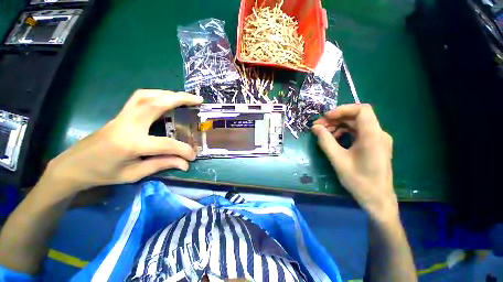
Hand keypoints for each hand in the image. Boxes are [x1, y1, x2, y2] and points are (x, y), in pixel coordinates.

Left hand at [43, 89, 202, 196]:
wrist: (74, 165)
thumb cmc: (102, 174)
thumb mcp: (134, 174)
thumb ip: (162, 164)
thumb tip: (185, 164)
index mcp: (130, 144)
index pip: (166, 144)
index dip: (183, 150)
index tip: (192, 156)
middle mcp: (127, 124)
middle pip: (156, 104)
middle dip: (180, 99)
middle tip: (198, 100)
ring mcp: (122, 116)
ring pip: (147, 95)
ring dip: (169, 93)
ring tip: (184, 97)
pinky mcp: (121, 113)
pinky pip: (140, 97)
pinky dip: (157, 94)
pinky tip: (165, 98)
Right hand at [312, 104, 397, 220]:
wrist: (377, 199)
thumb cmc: (359, 181)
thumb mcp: (338, 160)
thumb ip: (325, 141)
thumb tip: (315, 127)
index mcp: (373, 136)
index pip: (361, 110)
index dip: (342, 110)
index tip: (326, 117)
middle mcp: (378, 134)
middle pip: (356, 116)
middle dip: (336, 119)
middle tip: (318, 126)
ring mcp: (377, 139)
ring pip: (356, 124)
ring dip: (338, 125)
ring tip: (323, 133)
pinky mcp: (374, 144)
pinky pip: (358, 132)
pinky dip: (344, 132)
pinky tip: (333, 139)